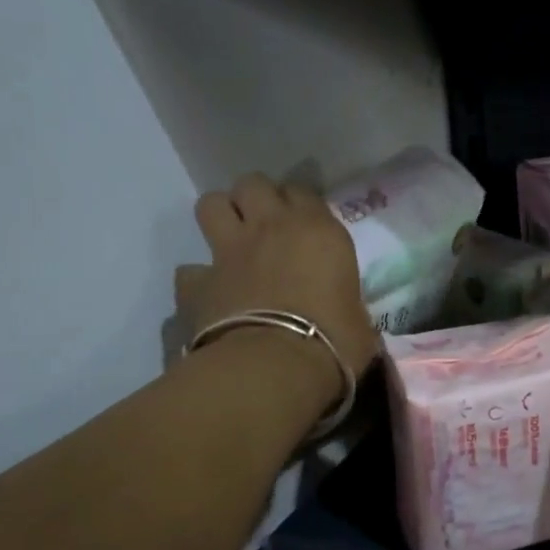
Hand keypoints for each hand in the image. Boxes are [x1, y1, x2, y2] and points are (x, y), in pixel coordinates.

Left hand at [175, 174, 378, 396]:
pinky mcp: (198, 282)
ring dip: (220, 216)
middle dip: (256, 198)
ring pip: (211, 204)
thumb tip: (349, 319)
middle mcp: (271, 228)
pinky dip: (198, 278)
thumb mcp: (359, 320)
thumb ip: (349, 306)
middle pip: (253, 184)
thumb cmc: (334, 341)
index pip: (303, 192)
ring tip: (231, 239)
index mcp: (318, 231)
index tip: (305, 224)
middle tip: (265, 224)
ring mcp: (229, 251)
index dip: (301, 205)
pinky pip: (190, 270)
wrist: (276, 366)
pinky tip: (210, 292)